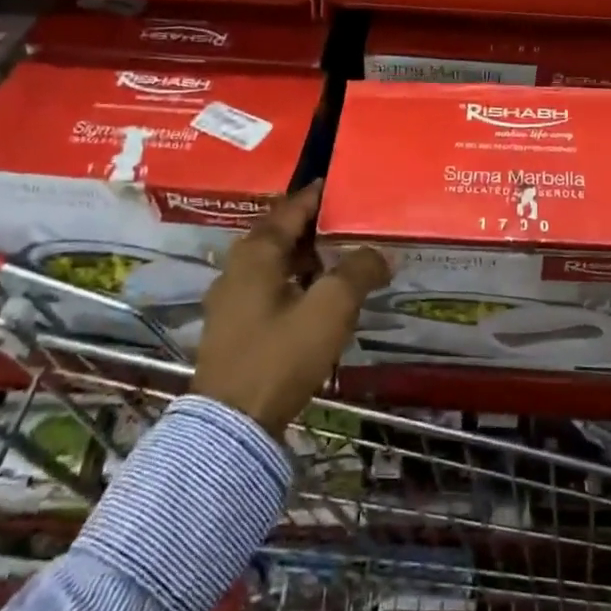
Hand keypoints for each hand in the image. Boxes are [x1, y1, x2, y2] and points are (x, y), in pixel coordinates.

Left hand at [191, 180, 390, 434]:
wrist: (232, 425)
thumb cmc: (281, 354)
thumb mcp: (331, 308)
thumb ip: (359, 271)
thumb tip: (380, 253)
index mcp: (257, 253)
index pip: (292, 208)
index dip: (319, 195)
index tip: (343, 186)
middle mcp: (238, 267)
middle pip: (282, 234)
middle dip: (317, 228)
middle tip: (352, 225)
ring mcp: (231, 299)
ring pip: (275, 264)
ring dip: (308, 259)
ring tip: (343, 262)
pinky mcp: (234, 327)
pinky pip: (269, 289)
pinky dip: (295, 284)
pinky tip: (318, 300)